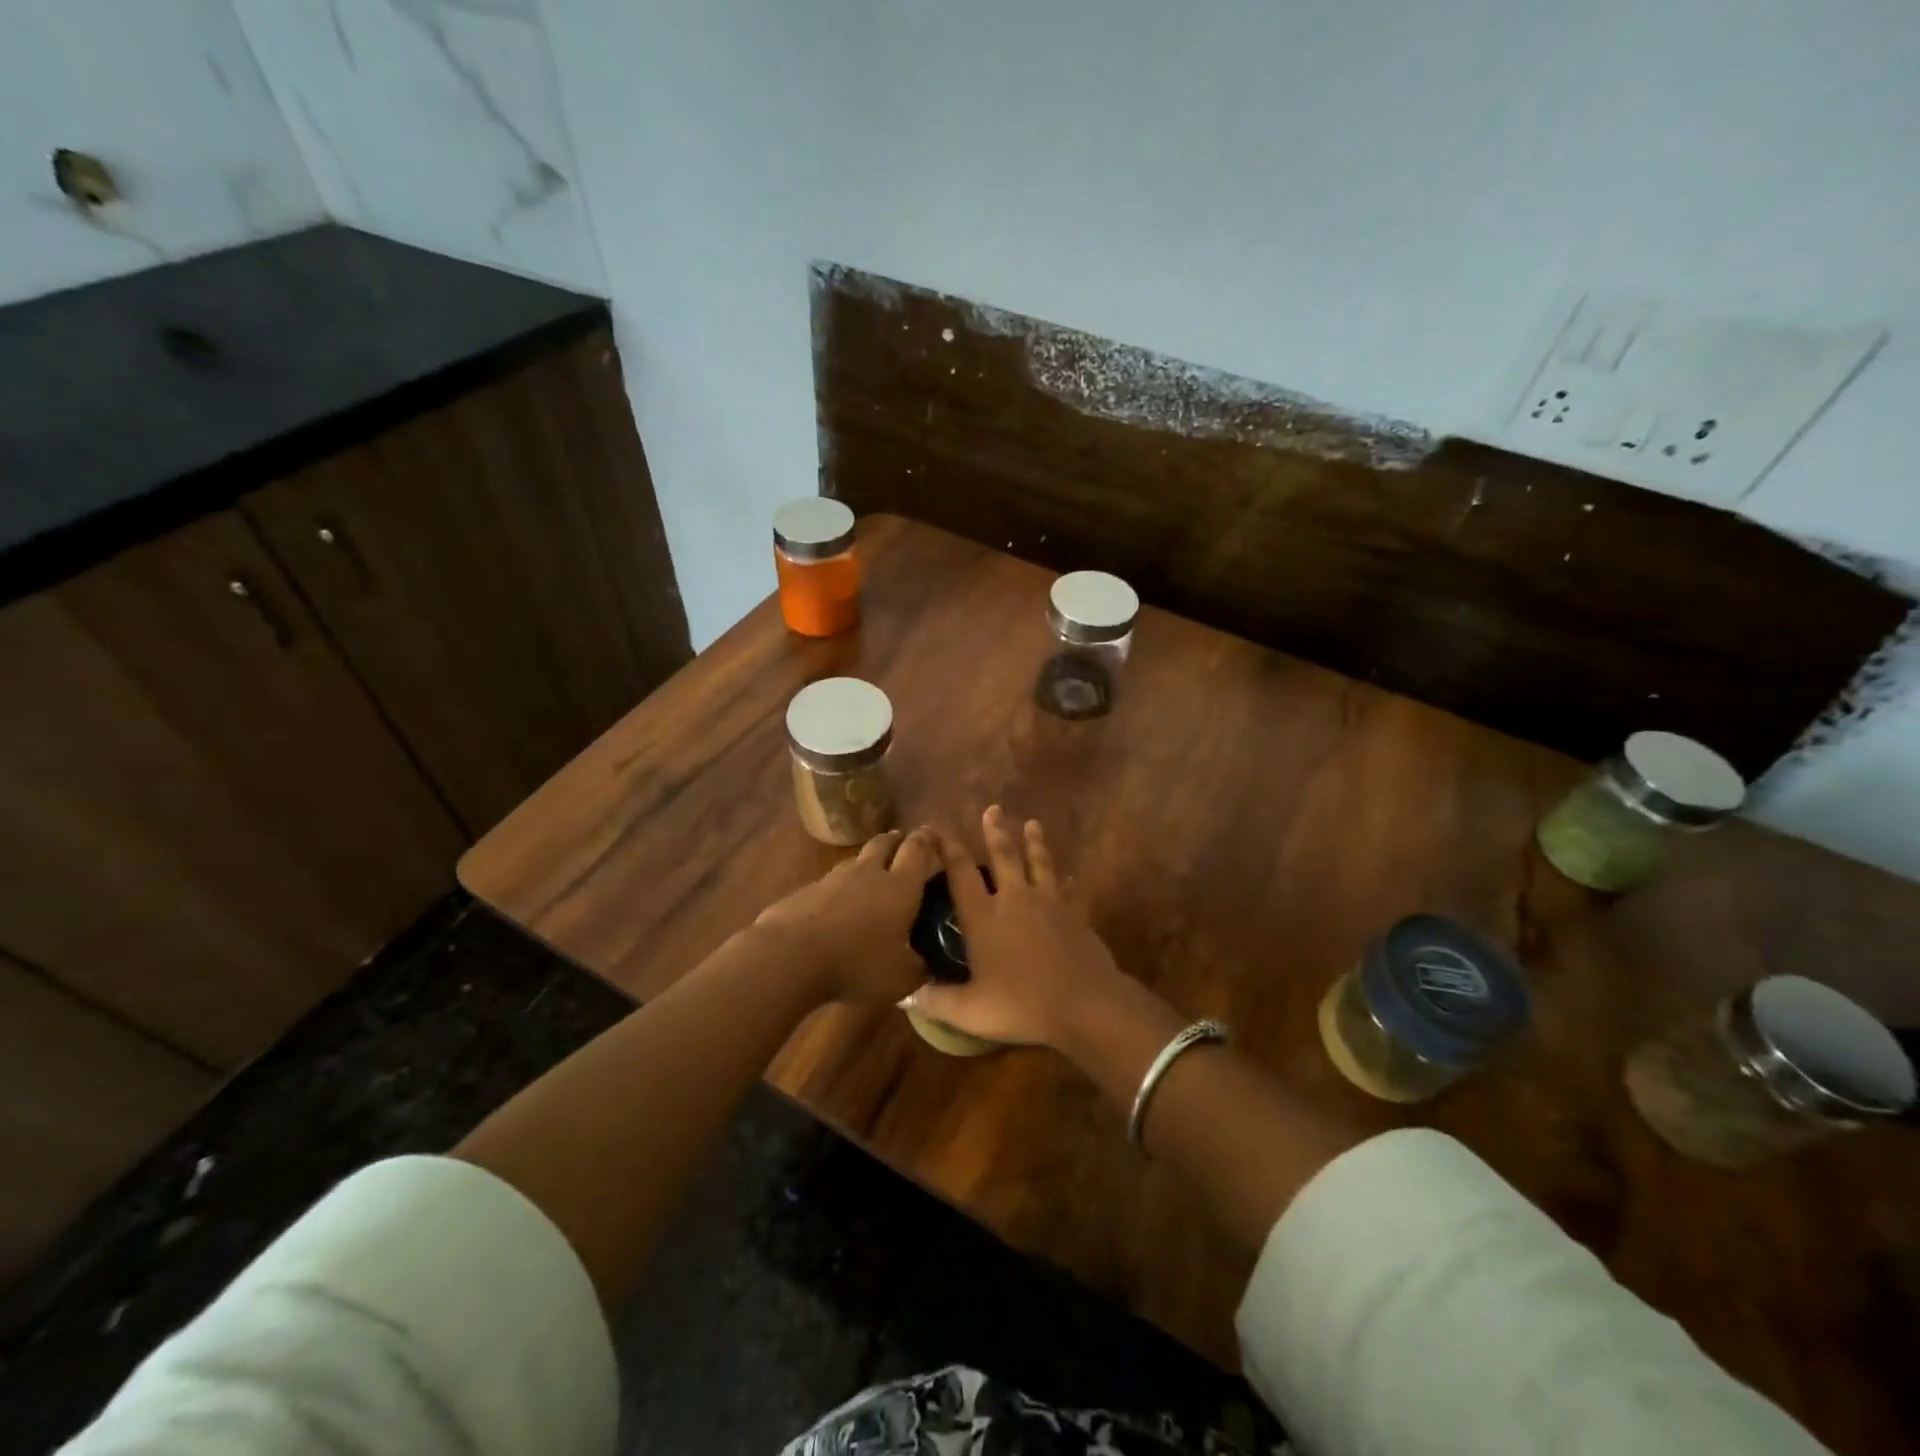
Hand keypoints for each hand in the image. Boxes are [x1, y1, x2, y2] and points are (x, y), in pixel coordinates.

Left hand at [752, 827, 941, 1005]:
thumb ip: (918, 969)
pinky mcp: (805, 892)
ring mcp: (833, 879)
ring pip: (854, 860)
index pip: (917, 852)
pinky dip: (838, 888)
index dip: (926, 840)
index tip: (931, 832)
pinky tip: (836, 903)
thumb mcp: (900, 978)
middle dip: (895, 840)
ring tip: (870, 868)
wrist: (791, 955)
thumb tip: (927, 967)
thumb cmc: (857, 964)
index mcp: (900, 887)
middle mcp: (868, 874)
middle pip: (883, 845)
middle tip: (901, 840)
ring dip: (865, 861)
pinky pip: (828, 883)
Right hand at [907, 807, 1125, 1048]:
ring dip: (1035, 842)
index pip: (961, 875)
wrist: (1084, 1003)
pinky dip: (1068, 882)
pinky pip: (1070, 891)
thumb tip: (903, 995)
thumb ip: (936, 1000)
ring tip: (1032, 823)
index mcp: (985, 917)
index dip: (949, 851)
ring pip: (1039, 863)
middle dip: (995, 832)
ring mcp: (1049, 903)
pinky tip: (1069, 876)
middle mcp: (1015, 900)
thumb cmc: (1022, 1005)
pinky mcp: (1075, 914)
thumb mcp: (971, 1011)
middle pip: (1003, 857)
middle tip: (993, 809)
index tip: (939, 832)